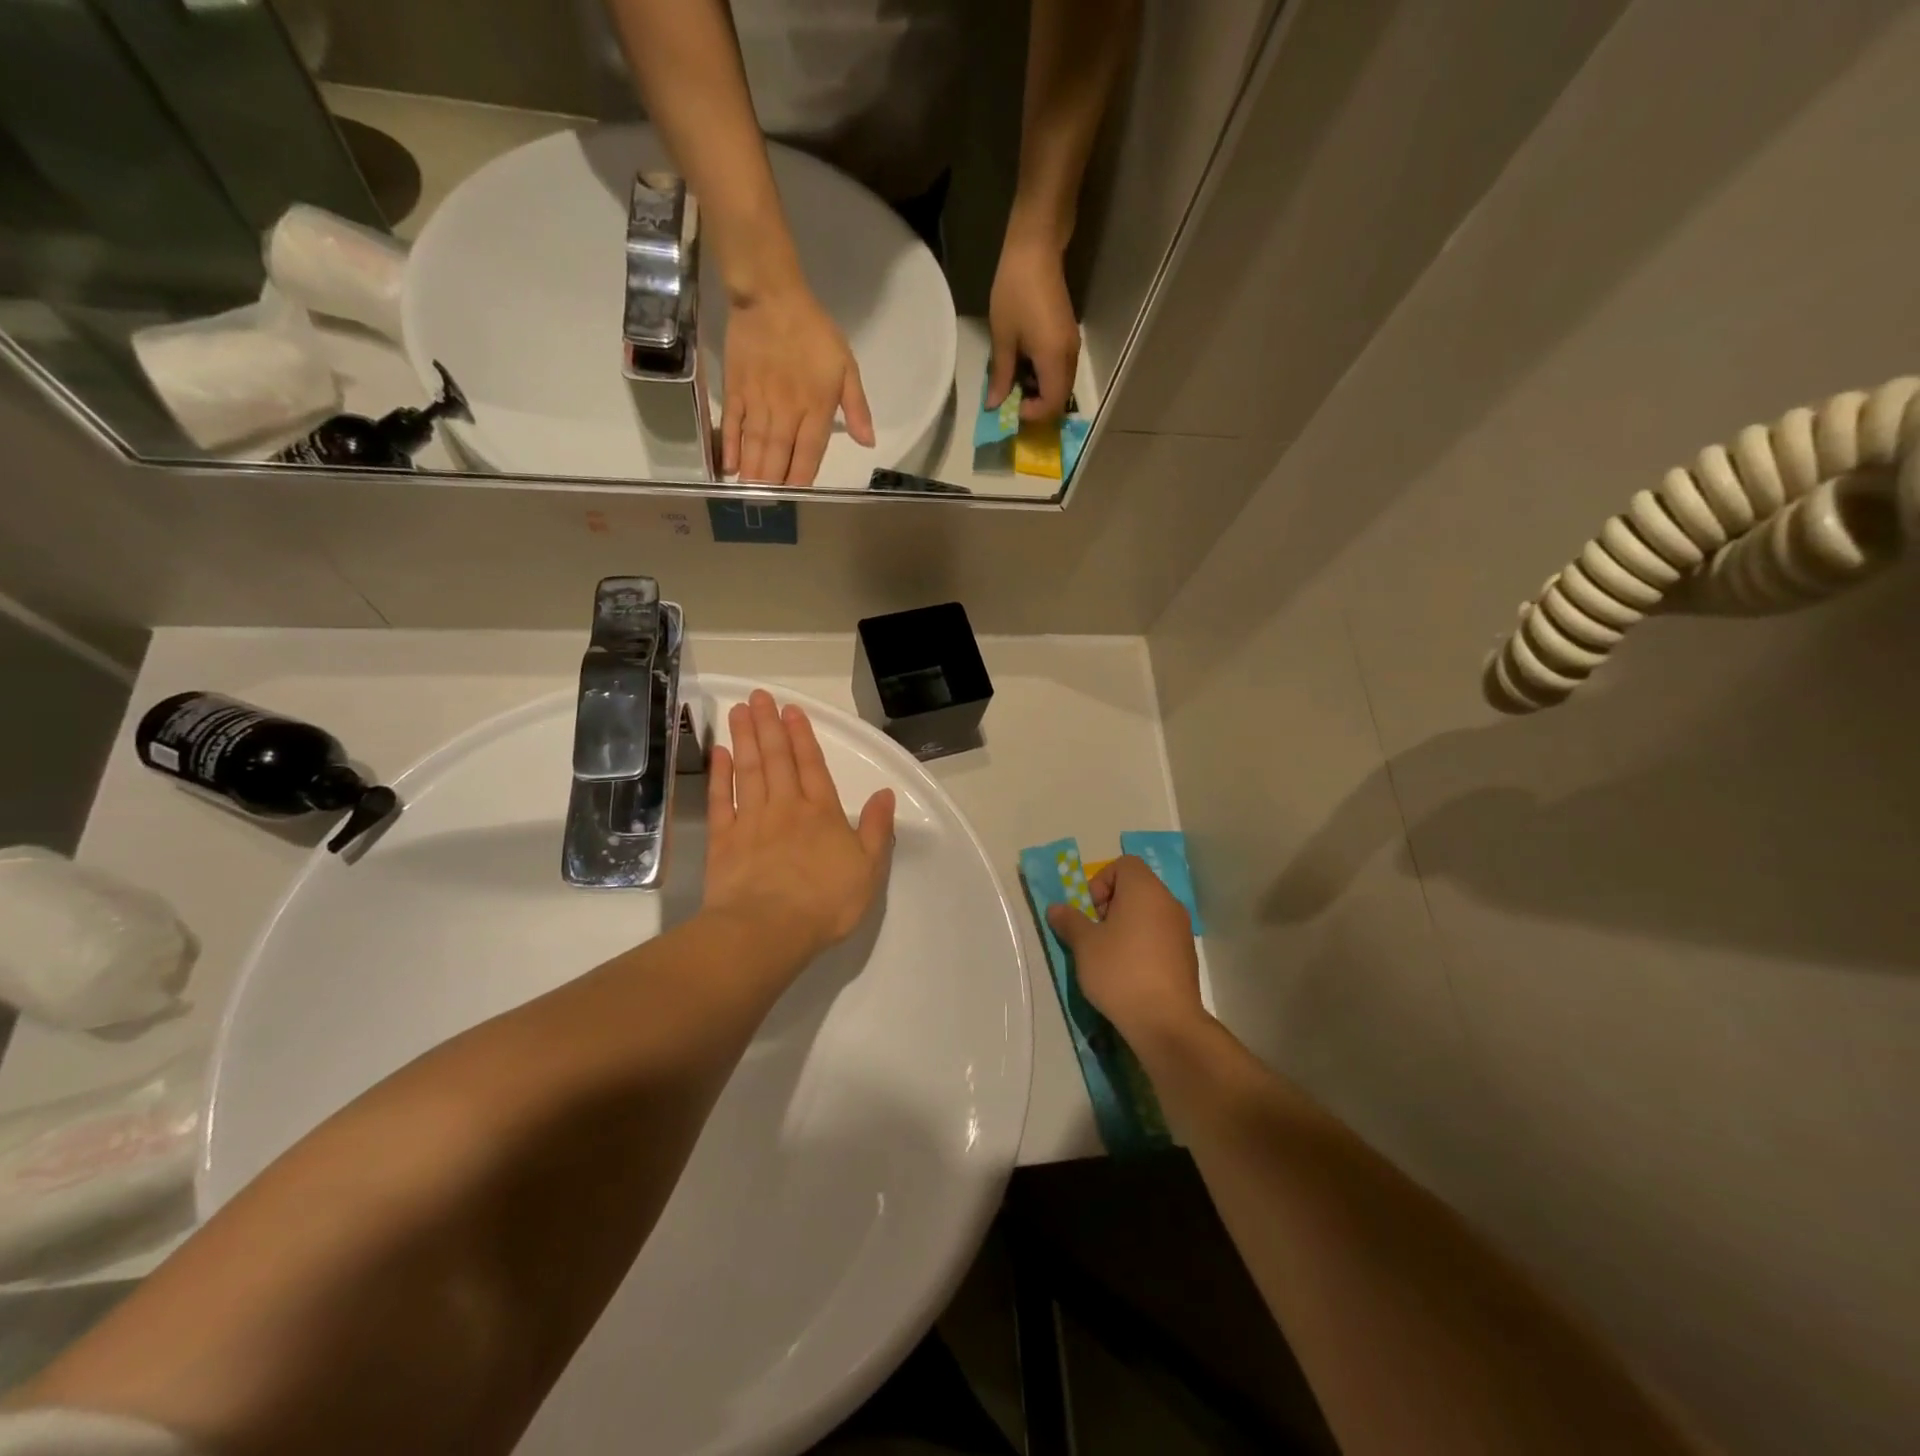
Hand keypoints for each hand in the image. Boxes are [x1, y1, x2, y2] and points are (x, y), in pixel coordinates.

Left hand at [703, 690, 895, 967]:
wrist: (768, 930)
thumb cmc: (825, 902)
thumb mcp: (869, 868)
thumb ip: (878, 829)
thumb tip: (885, 793)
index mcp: (822, 813)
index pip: (812, 765)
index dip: (802, 736)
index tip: (791, 710)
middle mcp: (786, 807)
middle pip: (776, 759)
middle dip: (769, 725)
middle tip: (759, 696)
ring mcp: (750, 821)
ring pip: (747, 770)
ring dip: (744, 739)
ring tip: (739, 711)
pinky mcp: (723, 840)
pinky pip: (720, 799)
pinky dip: (719, 775)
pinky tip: (718, 754)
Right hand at [722, 286, 876, 484]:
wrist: (771, 296)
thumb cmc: (813, 332)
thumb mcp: (846, 366)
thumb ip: (857, 407)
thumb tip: (868, 443)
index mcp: (816, 408)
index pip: (809, 453)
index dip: (802, 477)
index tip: (797, 497)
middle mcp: (786, 411)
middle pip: (779, 455)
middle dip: (774, 483)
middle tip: (769, 505)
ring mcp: (758, 401)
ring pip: (756, 445)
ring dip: (753, 472)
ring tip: (750, 495)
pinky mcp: (736, 389)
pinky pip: (733, 424)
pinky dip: (730, 446)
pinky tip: (730, 466)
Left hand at [986, 235, 1079, 421]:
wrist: (1036, 249)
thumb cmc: (1015, 291)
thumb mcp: (1003, 337)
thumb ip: (1001, 375)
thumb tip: (994, 405)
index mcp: (1054, 359)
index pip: (1052, 405)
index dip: (1033, 414)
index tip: (1012, 406)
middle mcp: (1069, 357)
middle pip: (1060, 398)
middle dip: (1037, 406)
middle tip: (1012, 399)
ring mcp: (1072, 346)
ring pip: (1061, 385)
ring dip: (1041, 392)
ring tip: (1016, 381)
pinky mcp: (1069, 337)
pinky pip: (1061, 370)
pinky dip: (1045, 377)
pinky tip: (1026, 366)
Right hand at [1046, 856, 1202, 1048]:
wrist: (1165, 1022)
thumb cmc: (1120, 971)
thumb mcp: (1084, 945)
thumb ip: (1070, 921)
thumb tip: (1056, 909)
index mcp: (1145, 890)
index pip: (1124, 865)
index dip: (1101, 881)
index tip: (1090, 911)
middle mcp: (1168, 902)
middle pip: (1136, 888)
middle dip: (1110, 905)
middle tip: (1095, 934)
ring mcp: (1181, 930)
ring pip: (1147, 913)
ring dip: (1126, 926)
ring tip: (1108, 956)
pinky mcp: (1186, 955)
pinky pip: (1159, 936)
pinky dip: (1142, 944)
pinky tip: (1129, 972)